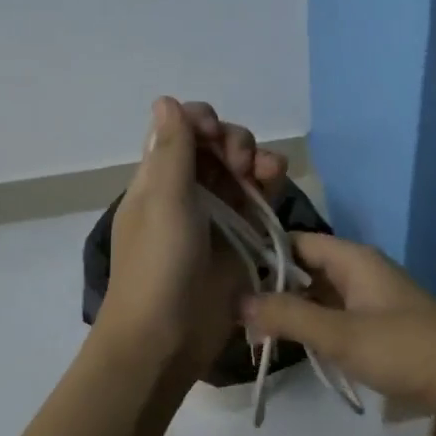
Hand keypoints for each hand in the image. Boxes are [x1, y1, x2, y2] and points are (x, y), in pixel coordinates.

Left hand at [96, 98, 288, 381]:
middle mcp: (187, 189)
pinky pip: (259, 199)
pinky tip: (277, 181)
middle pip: (216, 146)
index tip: (212, 134)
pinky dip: (269, 184)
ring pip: (242, 170)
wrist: (166, 336)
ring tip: (267, 171)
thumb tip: (166, 99)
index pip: (182, 130)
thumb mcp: (163, 200)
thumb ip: (172, 149)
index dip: (202, 122)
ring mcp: (217, 214)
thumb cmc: (158, 264)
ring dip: (256, 159)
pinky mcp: (242, 237)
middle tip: (240, 162)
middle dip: (234, 141)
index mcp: (159, 177)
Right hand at [242, 233, 435, 418]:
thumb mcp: (341, 334)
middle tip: (234, 312)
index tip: (228, 274)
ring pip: (320, 294)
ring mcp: (371, 298)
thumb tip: (238, 301)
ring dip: (292, 310)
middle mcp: (360, 270)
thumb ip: (290, 317)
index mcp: (353, 259)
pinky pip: (335, 315)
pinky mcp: (379, 324)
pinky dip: (313, 325)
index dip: (263, 253)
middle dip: (273, 288)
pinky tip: (292, 345)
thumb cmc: (405, 348)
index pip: (296, 241)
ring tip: (253, 332)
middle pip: (306, 268)